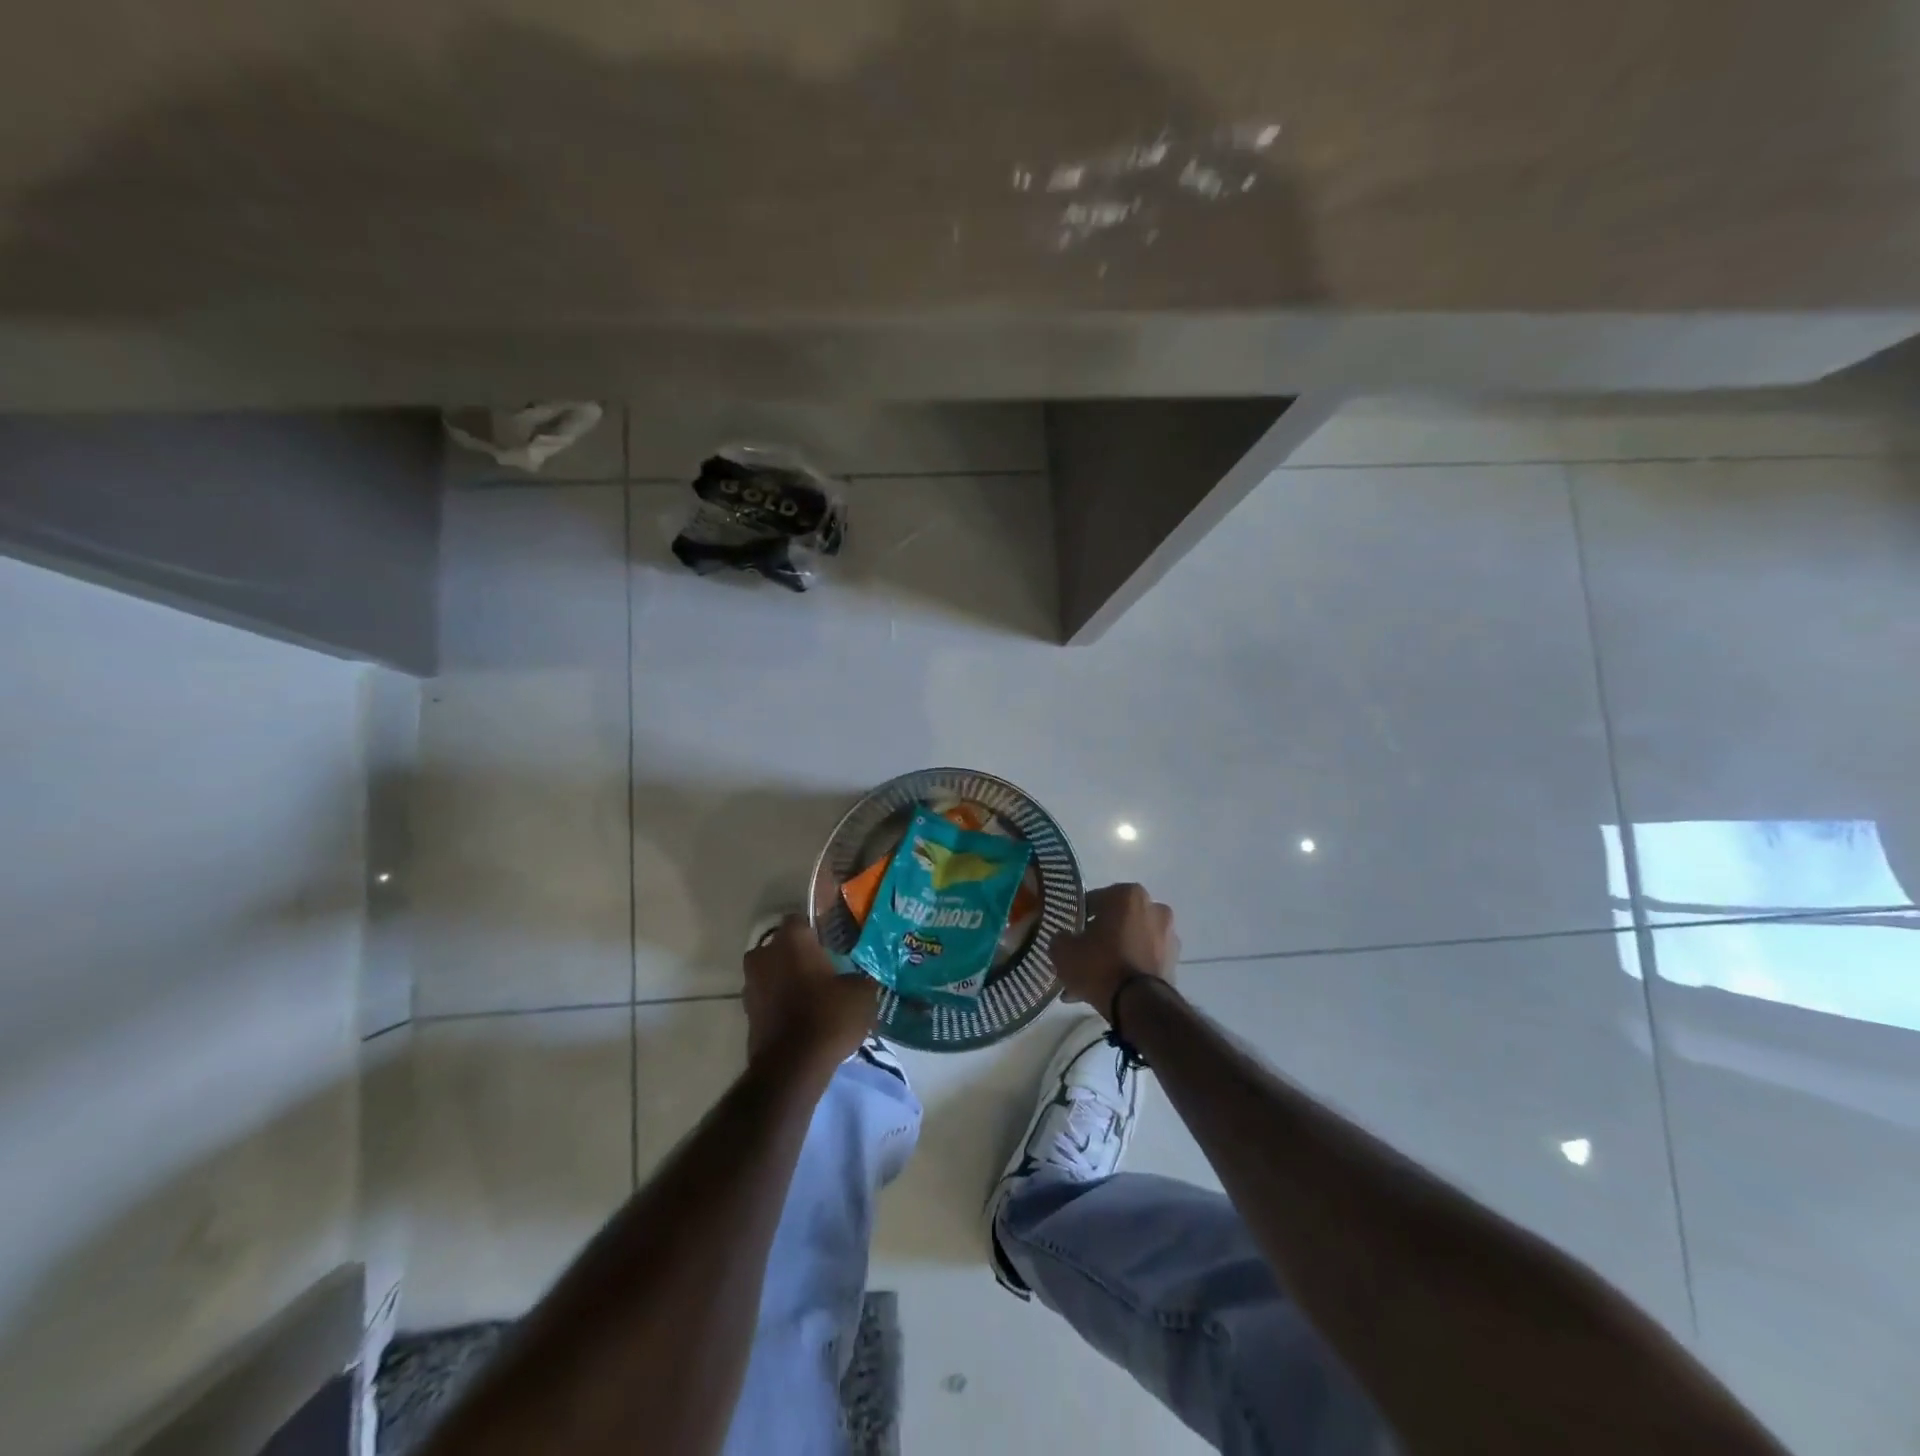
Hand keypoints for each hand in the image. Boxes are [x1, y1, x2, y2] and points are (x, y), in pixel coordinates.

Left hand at [743, 916, 879, 1065]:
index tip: (834, 944)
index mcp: (791, 939)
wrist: (791, 1068)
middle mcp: (764, 954)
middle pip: (783, 946)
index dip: (818, 930)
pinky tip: (802, 1017)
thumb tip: (861, 976)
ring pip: (772, 972)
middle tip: (825, 969)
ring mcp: (751, 984)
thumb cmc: (828, 1017)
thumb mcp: (861, 993)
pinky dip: (780, 1003)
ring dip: (787, 979)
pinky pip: (768, 998)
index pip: (802, 920)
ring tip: (814, 996)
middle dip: (799, 955)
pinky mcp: (747, 1013)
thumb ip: (860, 977)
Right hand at [1052, 883, 1178, 1021]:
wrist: (1139, 1005)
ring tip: (1094, 980)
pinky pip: (1143, 960)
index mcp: (1128, 894)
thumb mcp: (1064, 951)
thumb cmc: (1100, 965)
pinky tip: (1110, 989)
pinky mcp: (1174, 962)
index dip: (1079, 919)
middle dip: (1100, 938)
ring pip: (1131, 942)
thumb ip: (1060, 938)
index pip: (1095, 901)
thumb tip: (1064, 939)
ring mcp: (1168, 936)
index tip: (1070, 935)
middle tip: (1082, 957)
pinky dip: (1129, 969)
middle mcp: (1154, 908)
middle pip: (1117, 921)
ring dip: (1115, 955)